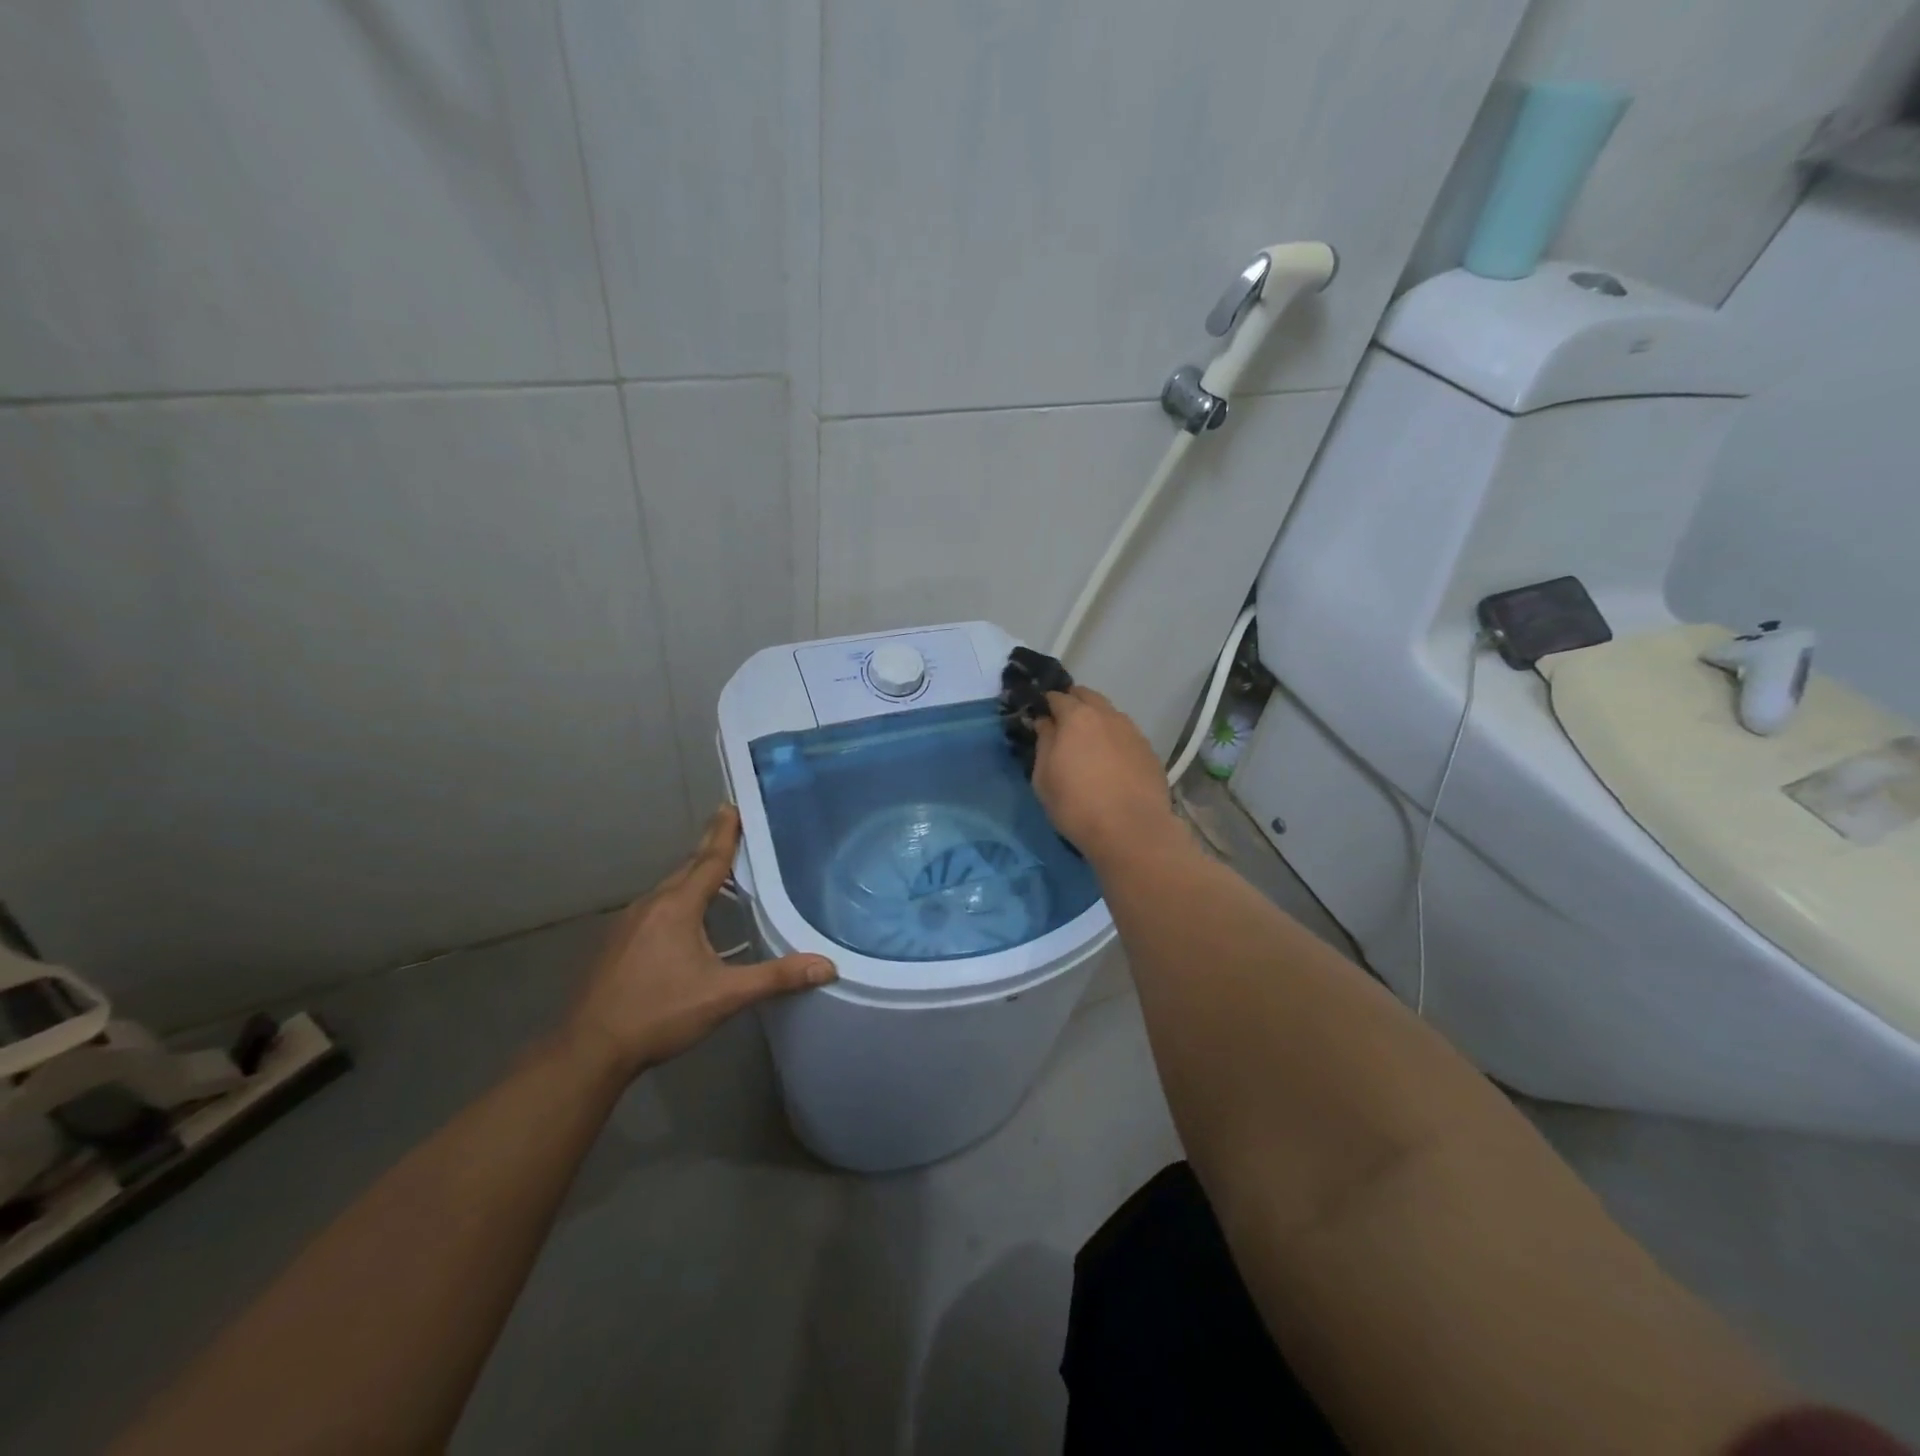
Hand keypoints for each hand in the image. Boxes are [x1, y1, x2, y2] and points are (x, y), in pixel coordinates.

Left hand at [563, 806, 835, 1078]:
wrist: (589, 1049)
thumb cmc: (660, 1014)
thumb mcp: (724, 996)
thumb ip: (776, 978)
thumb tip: (827, 966)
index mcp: (677, 907)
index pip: (709, 860)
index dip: (724, 833)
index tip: (732, 806)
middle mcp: (651, 905)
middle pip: (687, 869)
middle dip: (710, 848)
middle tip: (731, 829)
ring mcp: (628, 924)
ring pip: (668, 889)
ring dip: (692, 875)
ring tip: (714, 870)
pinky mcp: (616, 943)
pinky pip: (654, 907)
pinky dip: (675, 900)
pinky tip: (683, 918)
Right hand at [1032, 685, 1180, 862]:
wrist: (1131, 831)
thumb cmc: (1076, 805)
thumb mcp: (1044, 777)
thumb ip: (1044, 743)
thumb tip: (1045, 723)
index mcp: (1077, 717)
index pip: (1058, 697)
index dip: (1047, 704)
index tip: (1041, 716)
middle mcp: (1108, 716)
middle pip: (1088, 696)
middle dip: (1074, 703)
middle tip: (1063, 724)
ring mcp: (1133, 732)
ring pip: (1111, 714)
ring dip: (1097, 720)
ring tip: (1089, 744)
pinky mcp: (1150, 752)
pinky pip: (1126, 736)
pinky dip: (1115, 740)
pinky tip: (1112, 762)